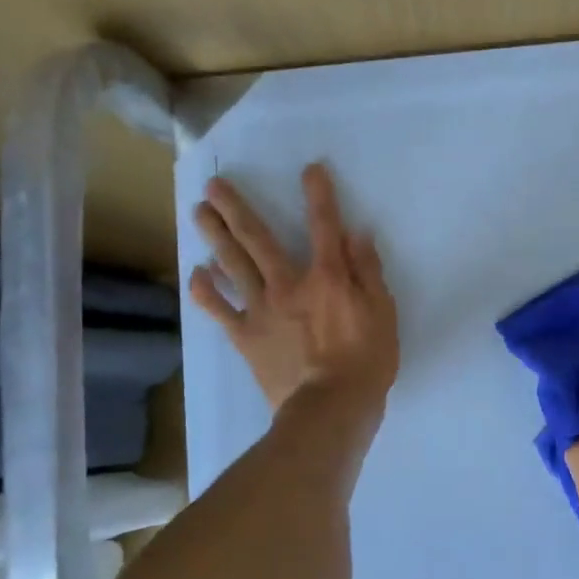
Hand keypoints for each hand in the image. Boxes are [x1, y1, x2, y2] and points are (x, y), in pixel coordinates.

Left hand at [187, 164, 398, 416]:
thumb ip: (368, 272)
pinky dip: (206, 292)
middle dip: (237, 209)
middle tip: (215, 185)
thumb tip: (356, 234)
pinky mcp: (245, 337)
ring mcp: (261, 310)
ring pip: (233, 265)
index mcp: (327, 277)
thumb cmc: (366, 362)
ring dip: (215, 236)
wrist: (329, 409)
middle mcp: (288, 284)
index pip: (324, 226)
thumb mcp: (383, 314)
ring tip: (199, 212)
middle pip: (259, 239)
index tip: (310, 169)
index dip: (319, 195)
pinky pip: (220, 310)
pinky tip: (196, 274)